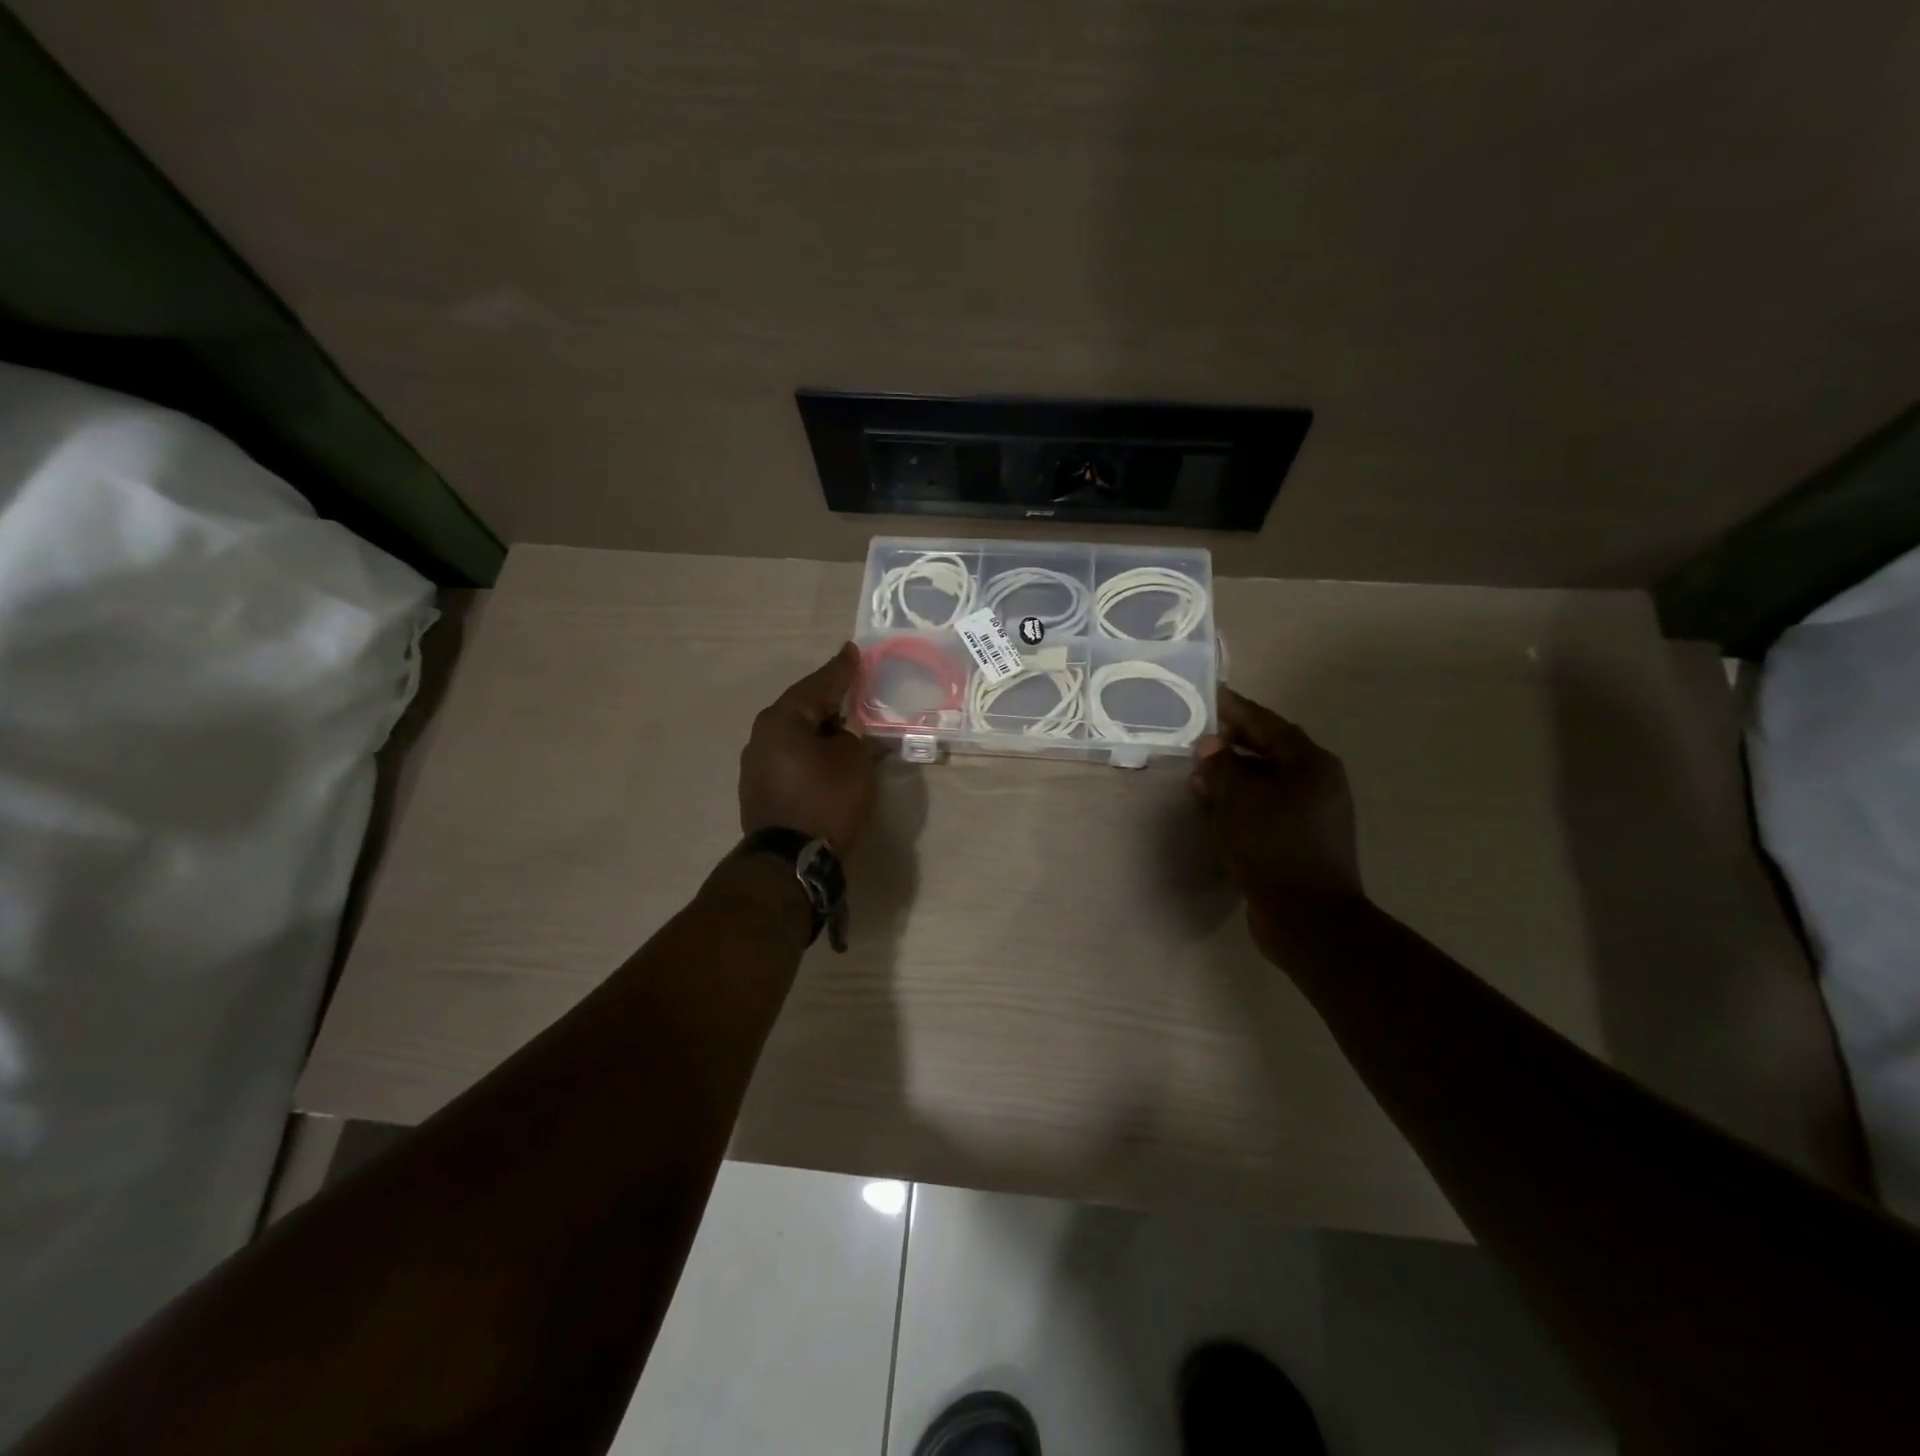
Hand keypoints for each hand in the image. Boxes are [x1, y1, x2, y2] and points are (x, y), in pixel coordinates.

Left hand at [740, 643, 876, 852]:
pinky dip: (812, 752)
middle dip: (831, 701)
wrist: (792, 860)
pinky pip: (792, 758)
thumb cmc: (826, 800)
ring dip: (822, 730)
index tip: (853, 651)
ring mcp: (756, 765)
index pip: (818, 685)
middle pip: (803, 709)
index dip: (840, 670)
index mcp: (781, 719)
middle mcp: (762, 736)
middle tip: (855, 689)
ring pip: (797, 736)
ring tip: (847, 726)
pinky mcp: (760, 790)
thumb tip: (849, 735)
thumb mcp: (854, 761)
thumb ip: (856, 737)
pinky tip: (829, 757)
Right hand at [1190, 687, 1363, 954]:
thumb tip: (1209, 747)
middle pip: (1269, 751)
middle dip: (1231, 745)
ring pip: (1266, 782)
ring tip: (1197, 776)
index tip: (1211, 695)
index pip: (1268, 724)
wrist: (1308, 918)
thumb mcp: (1239, 801)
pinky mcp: (1300, 840)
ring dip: (1233, 777)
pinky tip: (1215, 808)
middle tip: (1197, 739)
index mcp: (1311, 764)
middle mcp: (1317, 783)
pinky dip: (1241, 802)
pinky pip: (1266, 808)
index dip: (1237, 710)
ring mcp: (1311, 814)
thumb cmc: (1274, 848)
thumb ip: (1221, 767)